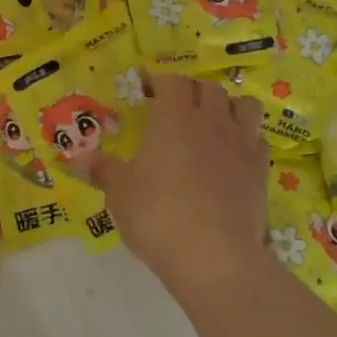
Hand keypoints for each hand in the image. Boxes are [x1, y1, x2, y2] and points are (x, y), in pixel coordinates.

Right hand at [76, 75, 265, 295]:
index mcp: (173, 118)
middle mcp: (210, 121)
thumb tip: (76, 159)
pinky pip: (257, 139)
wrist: (214, 255)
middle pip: (208, 87)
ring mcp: (241, 144)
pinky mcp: (261, 170)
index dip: (159, 81)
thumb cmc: (157, 215)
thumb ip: (101, 170)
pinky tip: (232, 156)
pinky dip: (246, 139)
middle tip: (175, 109)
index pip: (171, 81)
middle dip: (191, 92)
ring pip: (244, 105)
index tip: (146, 92)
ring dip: (227, 107)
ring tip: (211, 124)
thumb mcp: (119, 193)